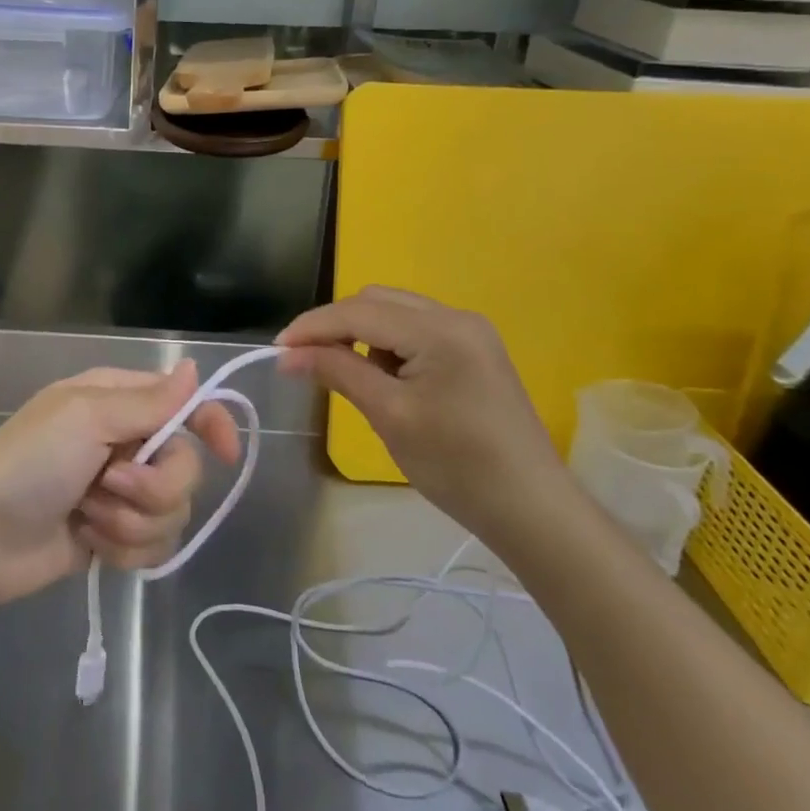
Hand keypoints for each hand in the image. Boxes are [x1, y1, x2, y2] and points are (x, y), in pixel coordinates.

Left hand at [0, 361, 241, 605]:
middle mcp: (126, 442)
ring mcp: (120, 492)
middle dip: (154, 485)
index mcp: (118, 402)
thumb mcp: (86, 418)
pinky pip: (153, 545)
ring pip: (172, 511)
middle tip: (111, 483)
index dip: (212, 423)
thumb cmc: (29, 462)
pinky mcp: (114, 536)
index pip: (185, 404)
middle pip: (185, 465)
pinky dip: (123, 548)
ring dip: (132, 521)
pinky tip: (89, 542)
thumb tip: (195, 369)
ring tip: (89, 516)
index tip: (226, 453)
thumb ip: (148, 401)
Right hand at [276, 286, 569, 547]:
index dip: (313, 326)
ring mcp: (470, 332)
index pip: (360, 312)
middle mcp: (457, 317)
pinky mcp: (474, 351)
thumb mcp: (389, 416)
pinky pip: (416, 331)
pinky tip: (383, 378)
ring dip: (361, 334)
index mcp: (441, 330)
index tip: (277, 349)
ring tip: (345, 374)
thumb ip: (338, 372)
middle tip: (304, 359)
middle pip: (377, 301)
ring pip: (396, 313)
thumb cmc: (457, 466)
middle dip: (336, 325)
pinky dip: (387, 345)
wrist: (532, 509)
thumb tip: (288, 354)